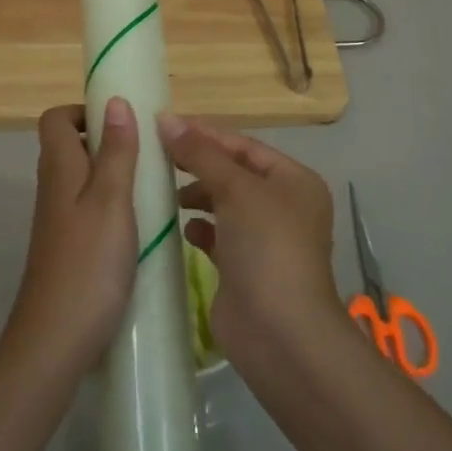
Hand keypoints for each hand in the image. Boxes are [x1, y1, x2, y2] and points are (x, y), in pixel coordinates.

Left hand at [7, 99, 140, 373]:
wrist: (55, 340)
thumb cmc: (88, 263)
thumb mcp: (111, 200)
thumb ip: (116, 151)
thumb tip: (115, 101)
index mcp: (60, 168)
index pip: (56, 119)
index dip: (85, 111)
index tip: (123, 122)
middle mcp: (53, 188)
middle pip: (72, 146)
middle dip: (109, 141)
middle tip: (149, 153)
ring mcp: (59, 220)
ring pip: (84, 179)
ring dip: (114, 174)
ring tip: (153, 186)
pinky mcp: (68, 247)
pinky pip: (89, 208)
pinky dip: (113, 205)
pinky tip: (141, 224)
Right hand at [157, 113, 337, 364]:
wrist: (279, 332)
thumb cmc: (266, 246)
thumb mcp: (236, 190)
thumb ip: (200, 154)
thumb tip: (167, 118)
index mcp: (294, 181)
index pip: (244, 146)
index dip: (206, 134)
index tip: (164, 125)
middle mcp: (284, 206)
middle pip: (234, 173)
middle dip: (198, 165)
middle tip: (157, 157)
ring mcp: (265, 240)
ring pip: (224, 205)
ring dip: (197, 196)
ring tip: (165, 192)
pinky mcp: (244, 268)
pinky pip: (218, 236)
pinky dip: (200, 229)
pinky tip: (181, 228)